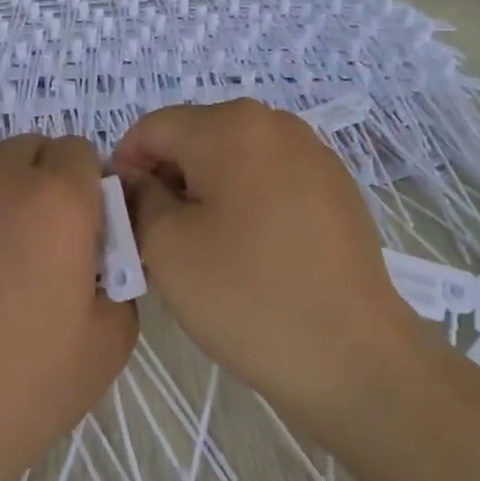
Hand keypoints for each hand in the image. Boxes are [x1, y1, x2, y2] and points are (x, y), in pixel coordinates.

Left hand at [0, 134, 135, 480]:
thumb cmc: (28, 383)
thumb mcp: (110, 341)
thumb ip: (120, 281)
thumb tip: (99, 262)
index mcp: (57, 201)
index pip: (80, 151)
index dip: (89, 184)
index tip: (88, 228)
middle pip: (30, 148)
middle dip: (46, 178)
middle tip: (47, 239)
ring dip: (3, 198)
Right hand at [113, 100, 427, 441]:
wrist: (353, 358)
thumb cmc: (247, 296)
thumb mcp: (165, 246)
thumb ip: (137, 198)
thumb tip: (135, 179)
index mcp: (230, 126)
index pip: (152, 129)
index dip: (126, 169)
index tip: (126, 219)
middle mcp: (275, 123)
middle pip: (194, 137)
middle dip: (168, 180)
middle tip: (162, 240)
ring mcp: (313, 153)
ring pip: (232, 158)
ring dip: (206, 191)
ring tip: (208, 249)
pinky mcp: (336, 187)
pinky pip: (270, 178)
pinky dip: (246, 202)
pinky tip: (252, 253)